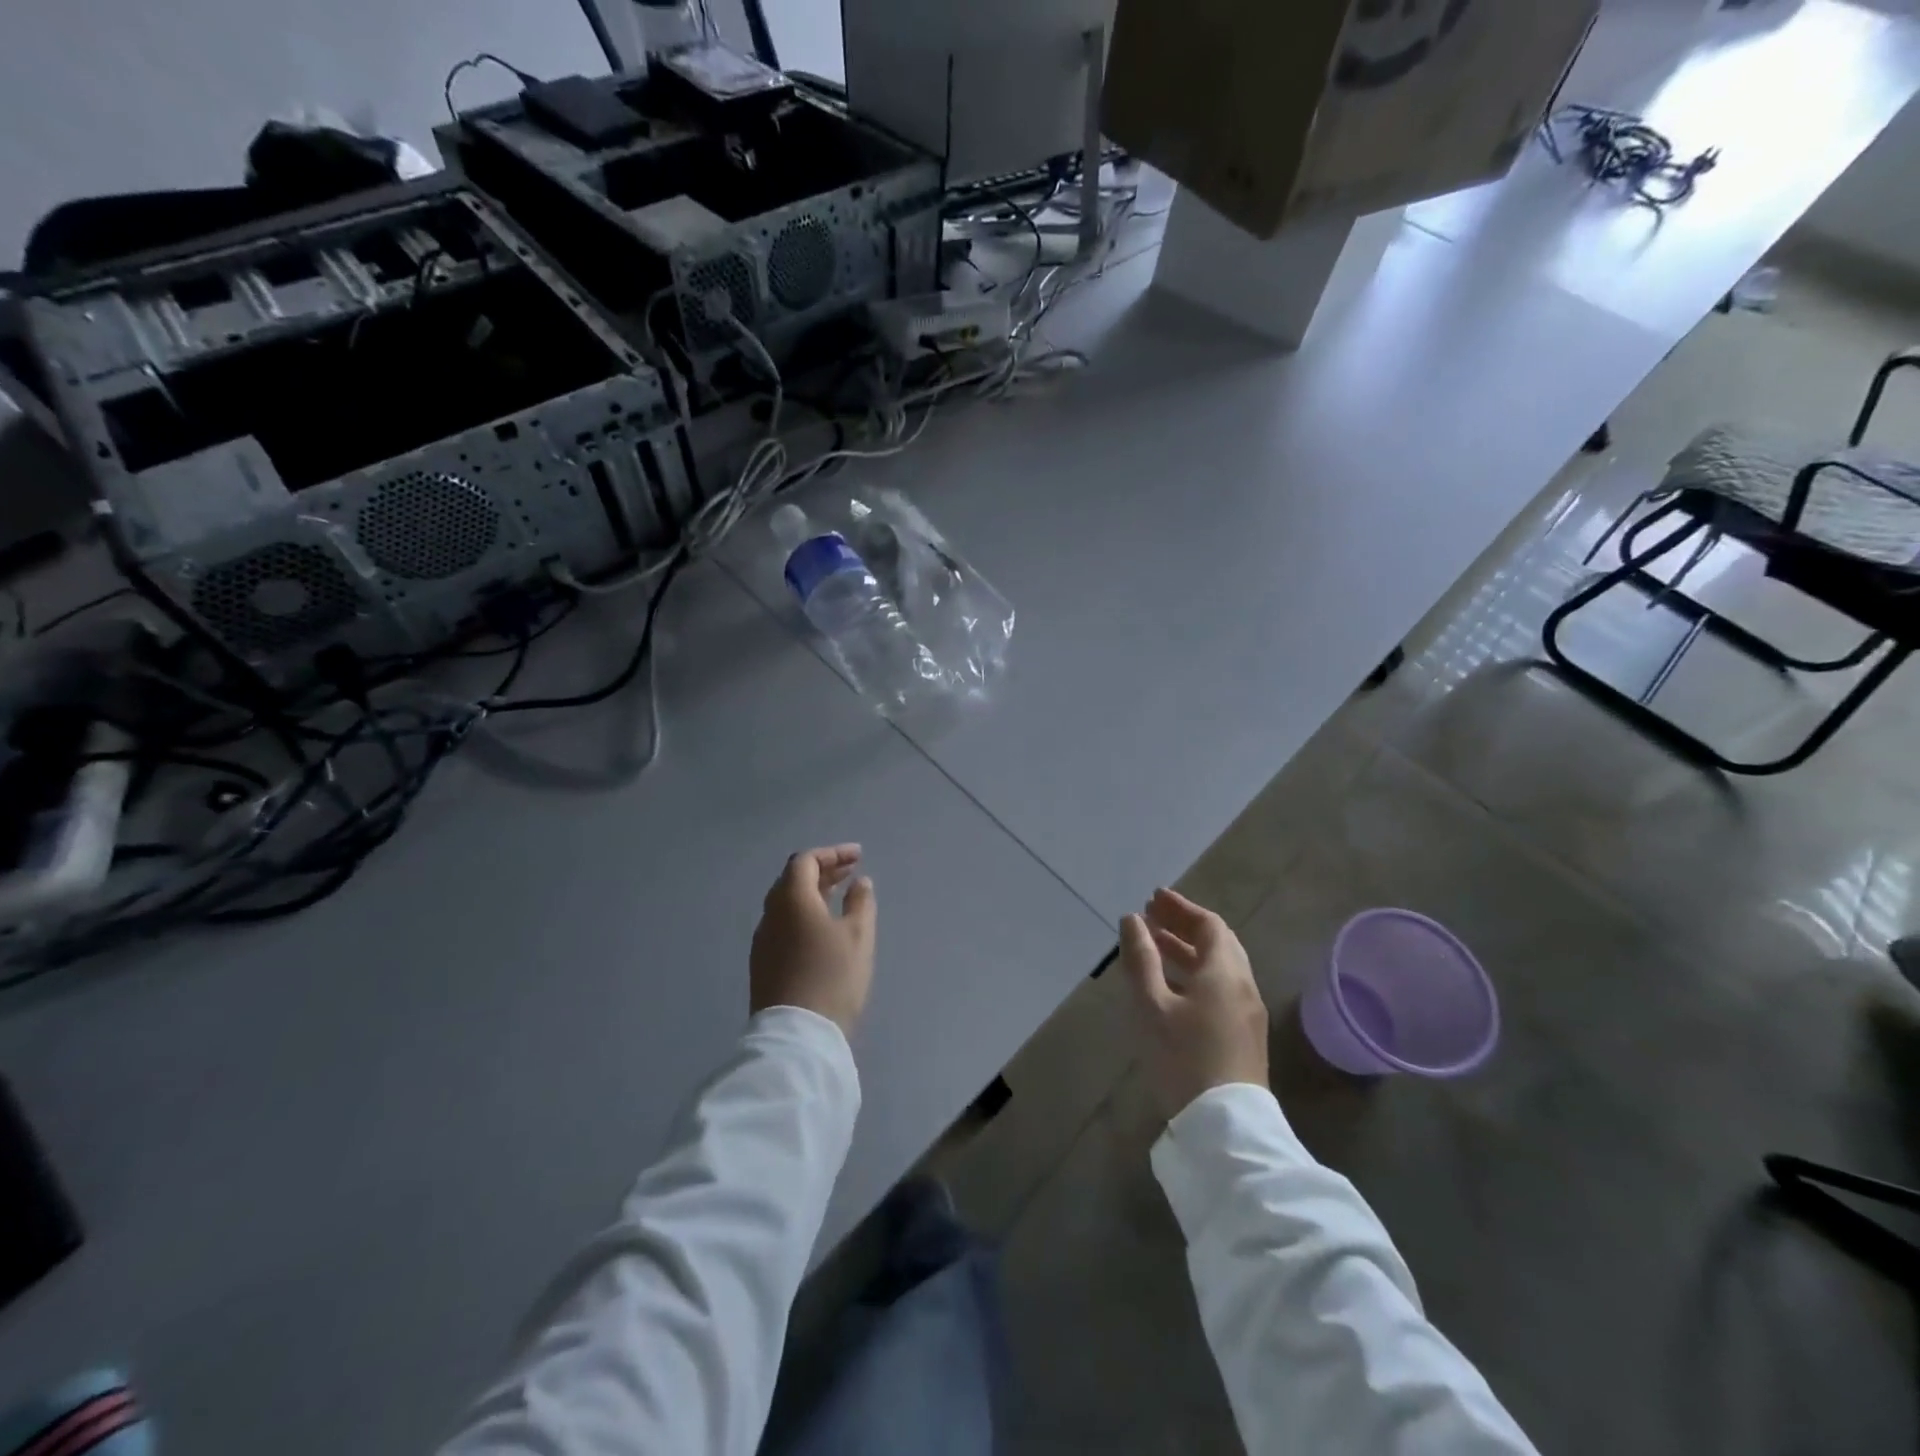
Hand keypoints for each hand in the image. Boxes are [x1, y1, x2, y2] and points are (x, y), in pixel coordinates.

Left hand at [750, 845, 877, 1034]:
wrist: (797, 1035)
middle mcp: (771, 914)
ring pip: (787, 903)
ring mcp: (763, 941)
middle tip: (852, 871)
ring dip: (813, 892)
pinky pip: (784, 924)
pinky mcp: (763, 963)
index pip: (806, 861)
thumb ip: (861, 902)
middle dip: (823, 870)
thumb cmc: (833, 977)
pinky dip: (804, 913)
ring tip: (840, 895)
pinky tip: (823, 927)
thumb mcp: (859, 936)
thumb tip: (859, 882)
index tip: (858, 856)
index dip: (833, 854)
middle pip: (793, 879)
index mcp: (791, 899)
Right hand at [1121, 887, 1268, 1120]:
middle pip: (1217, 943)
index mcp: (1224, 972)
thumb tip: (1132, 919)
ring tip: (1155, 946)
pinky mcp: (1243, 1036)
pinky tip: (1172, 986)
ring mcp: (1247, 1013)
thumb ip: (1141, 959)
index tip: (1153, 899)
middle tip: (1151, 918)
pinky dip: (1195, 973)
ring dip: (1188, 950)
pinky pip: (1220, 988)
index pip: (1209, 924)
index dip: (1181, 907)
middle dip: (1184, 926)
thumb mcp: (1152, 1005)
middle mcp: (1242, 985)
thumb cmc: (1184, 1057)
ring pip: (1219, 967)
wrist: (1225, 1126)